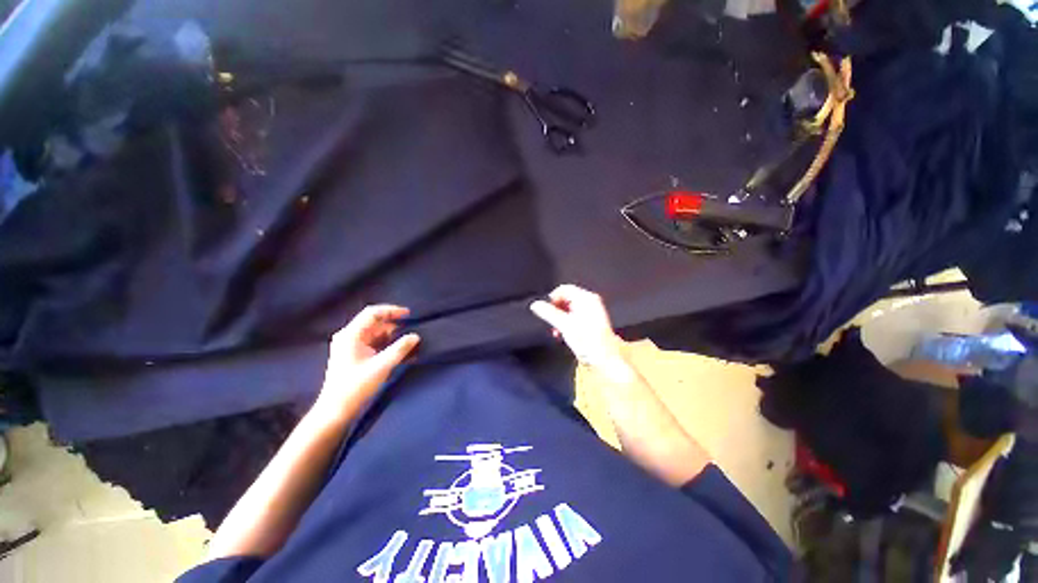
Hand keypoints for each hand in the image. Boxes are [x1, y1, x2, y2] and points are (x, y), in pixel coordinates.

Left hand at [313, 305, 419, 424]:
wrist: (336, 411)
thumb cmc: (356, 387)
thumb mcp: (381, 366)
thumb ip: (400, 349)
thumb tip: (415, 336)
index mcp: (351, 335)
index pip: (372, 313)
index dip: (391, 311)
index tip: (409, 314)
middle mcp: (349, 337)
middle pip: (374, 323)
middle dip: (394, 325)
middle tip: (411, 330)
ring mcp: (351, 346)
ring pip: (376, 334)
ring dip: (392, 336)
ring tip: (408, 343)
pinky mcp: (354, 356)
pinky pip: (374, 343)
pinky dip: (387, 345)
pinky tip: (400, 352)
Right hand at [530, 285, 630, 374]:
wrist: (605, 359)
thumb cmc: (589, 342)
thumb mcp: (564, 325)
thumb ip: (548, 313)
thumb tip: (535, 305)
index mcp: (585, 298)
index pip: (563, 289)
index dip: (552, 299)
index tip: (545, 310)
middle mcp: (590, 301)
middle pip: (566, 298)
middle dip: (555, 310)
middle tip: (551, 322)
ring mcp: (592, 311)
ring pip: (569, 308)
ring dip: (560, 318)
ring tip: (557, 331)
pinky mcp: (591, 321)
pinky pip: (574, 316)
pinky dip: (567, 323)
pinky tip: (564, 333)